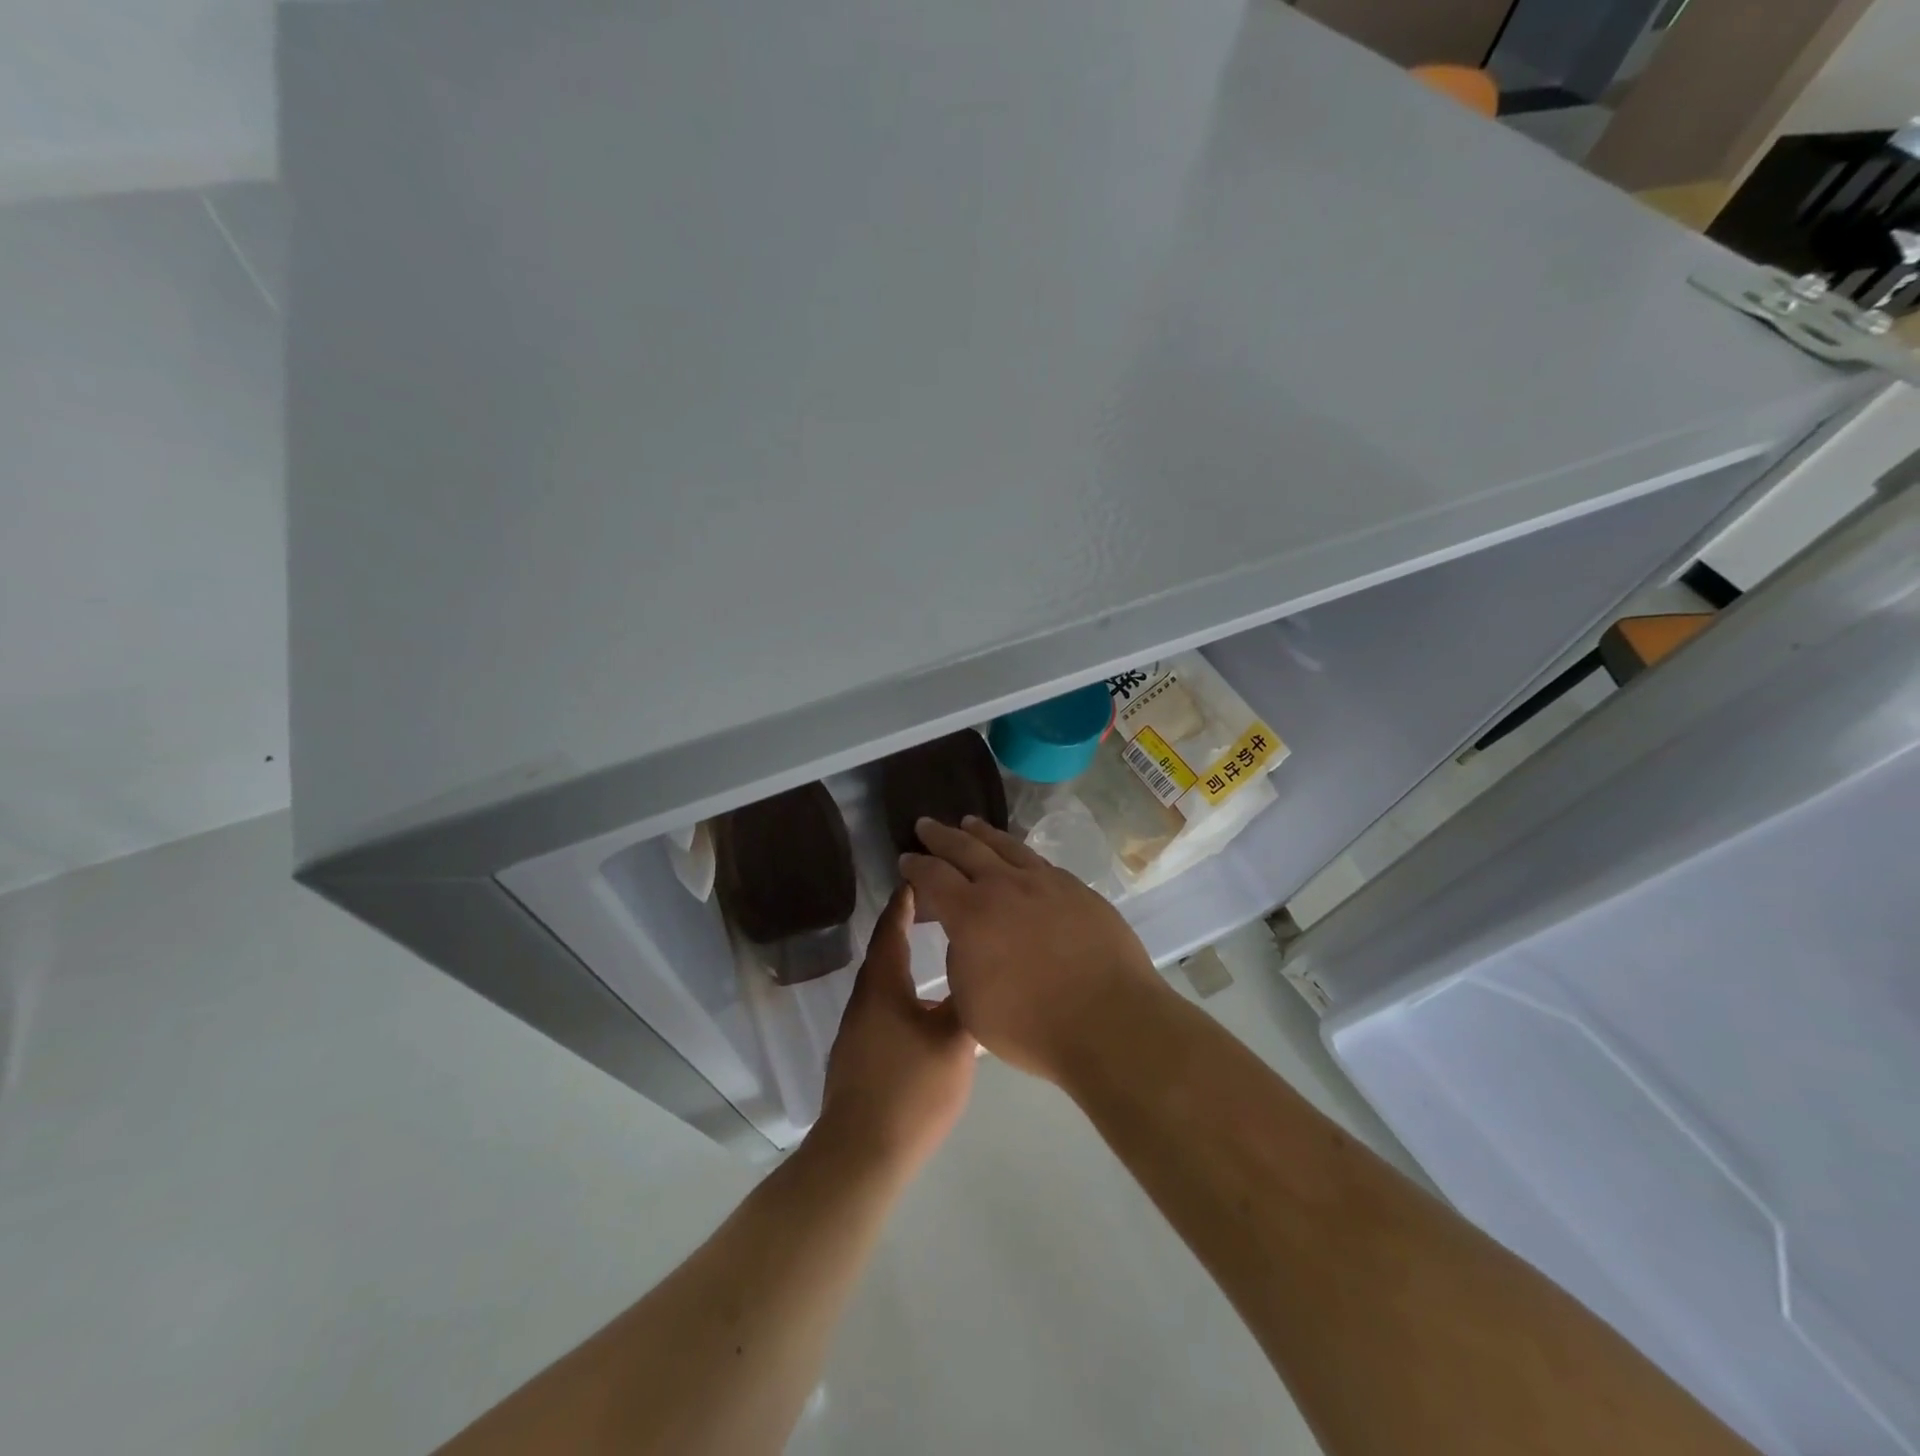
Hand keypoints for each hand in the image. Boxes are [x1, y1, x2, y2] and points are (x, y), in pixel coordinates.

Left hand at [817, 886, 975, 1175]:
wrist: (862, 1153)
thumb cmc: (911, 1089)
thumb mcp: (953, 1042)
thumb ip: (965, 1001)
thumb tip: (976, 969)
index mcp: (883, 985)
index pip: (892, 928)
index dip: (905, 901)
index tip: (920, 877)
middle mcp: (864, 998)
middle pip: (885, 950)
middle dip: (906, 925)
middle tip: (936, 907)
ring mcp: (856, 1028)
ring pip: (883, 980)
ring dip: (903, 958)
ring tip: (932, 948)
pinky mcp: (858, 1053)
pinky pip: (881, 1004)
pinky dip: (901, 988)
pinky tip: (920, 1002)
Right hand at [899, 817, 1162, 1084]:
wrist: (1109, 1020)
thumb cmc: (1031, 1025)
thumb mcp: (972, 1004)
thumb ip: (962, 961)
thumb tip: (968, 937)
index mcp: (971, 913)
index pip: (933, 877)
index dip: (916, 866)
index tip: (905, 859)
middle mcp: (1006, 886)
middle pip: (966, 848)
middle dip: (941, 836)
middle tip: (926, 824)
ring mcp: (1046, 883)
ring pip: (1007, 846)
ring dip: (983, 833)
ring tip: (969, 823)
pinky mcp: (1078, 890)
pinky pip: (1039, 862)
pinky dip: (1018, 853)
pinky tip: (1019, 856)